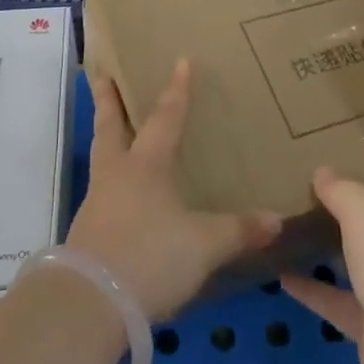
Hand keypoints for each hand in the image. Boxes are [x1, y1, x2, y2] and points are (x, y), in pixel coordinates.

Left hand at [66, 60, 280, 323]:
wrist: (89, 303)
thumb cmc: (150, 256)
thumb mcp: (203, 245)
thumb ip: (238, 230)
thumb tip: (276, 219)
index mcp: (146, 166)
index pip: (166, 119)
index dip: (176, 91)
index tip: (180, 61)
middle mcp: (117, 174)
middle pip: (110, 126)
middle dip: (108, 99)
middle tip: (100, 74)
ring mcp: (97, 202)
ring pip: (101, 156)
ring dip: (106, 136)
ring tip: (113, 129)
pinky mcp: (87, 231)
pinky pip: (101, 190)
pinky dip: (110, 179)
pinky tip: (120, 193)